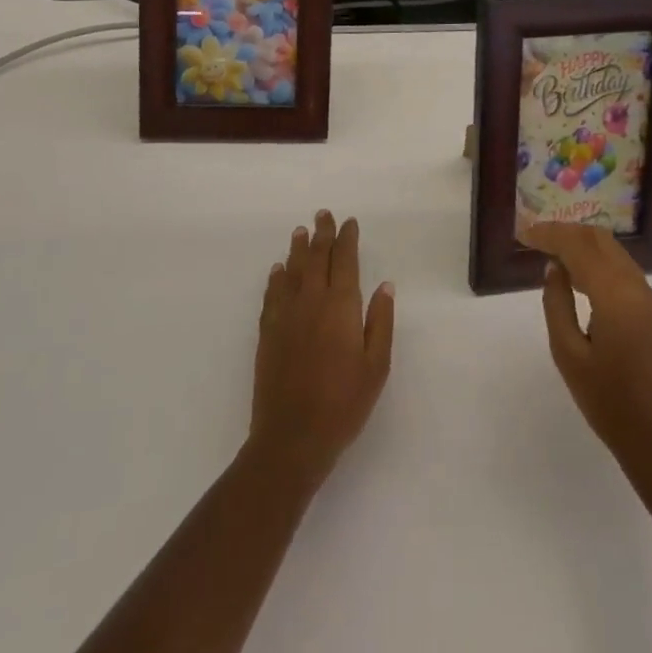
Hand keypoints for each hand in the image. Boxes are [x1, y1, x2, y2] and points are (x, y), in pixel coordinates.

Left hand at [247, 211, 394, 496]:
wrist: (292, 437)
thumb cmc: (343, 404)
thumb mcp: (376, 367)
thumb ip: (381, 322)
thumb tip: (384, 285)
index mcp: (341, 307)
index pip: (345, 261)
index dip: (347, 239)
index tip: (349, 223)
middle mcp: (311, 301)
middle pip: (316, 258)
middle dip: (322, 234)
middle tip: (323, 215)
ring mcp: (285, 315)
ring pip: (292, 271)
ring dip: (298, 249)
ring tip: (301, 231)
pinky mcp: (267, 332)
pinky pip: (272, 294)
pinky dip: (276, 277)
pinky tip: (278, 270)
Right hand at [522, 223, 651, 503]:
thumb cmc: (609, 404)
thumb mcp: (569, 355)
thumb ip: (557, 304)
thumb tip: (555, 269)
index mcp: (616, 295)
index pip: (578, 246)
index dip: (549, 234)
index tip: (524, 234)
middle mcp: (638, 288)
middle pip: (600, 240)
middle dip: (566, 232)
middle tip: (536, 238)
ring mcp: (651, 301)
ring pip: (614, 253)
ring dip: (583, 245)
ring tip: (553, 252)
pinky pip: (624, 271)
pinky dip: (598, 262)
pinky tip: (579, 276)